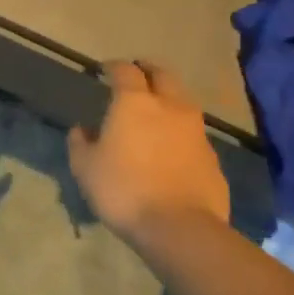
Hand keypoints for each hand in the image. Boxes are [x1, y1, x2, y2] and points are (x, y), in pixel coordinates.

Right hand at [68, 63, 229, 249]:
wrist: (181, 228)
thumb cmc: (124, 190)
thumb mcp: (85, 168)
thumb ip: (80, 143)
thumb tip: (82, 130)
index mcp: (135, 103)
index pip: (125, 71)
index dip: (114, 66)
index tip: (105, 69)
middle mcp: (169, 107)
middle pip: (163, 75)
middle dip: (149, 71)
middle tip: (137, 76)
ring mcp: (196, 132)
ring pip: (183, 102)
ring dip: (169, 99)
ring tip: (156, 111)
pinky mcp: (213, 158)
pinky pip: (194, 134)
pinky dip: (181, 132)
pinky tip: (171, 148)